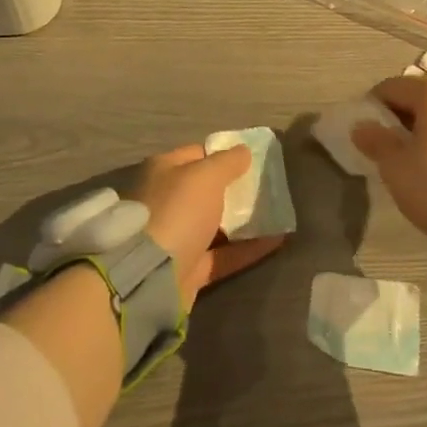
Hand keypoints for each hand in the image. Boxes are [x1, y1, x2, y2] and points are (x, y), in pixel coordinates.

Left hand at [131, 144, 285, 307]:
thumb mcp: (206, 176)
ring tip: (276, 213)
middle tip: (266, 186)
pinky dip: (247, 249)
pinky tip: (276, 241)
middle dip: (235, 188)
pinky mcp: (188, 268)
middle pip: (206, 191)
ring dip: (242, 220)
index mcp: (164, 171)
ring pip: (215, 224)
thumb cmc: (178, 211)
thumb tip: (244, 151)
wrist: (150, 275)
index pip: (198, 154)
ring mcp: (176, 237)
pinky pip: (223, 255)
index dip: (224, 154)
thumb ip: (228, 161)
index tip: (252, 159)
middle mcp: (167, 201)